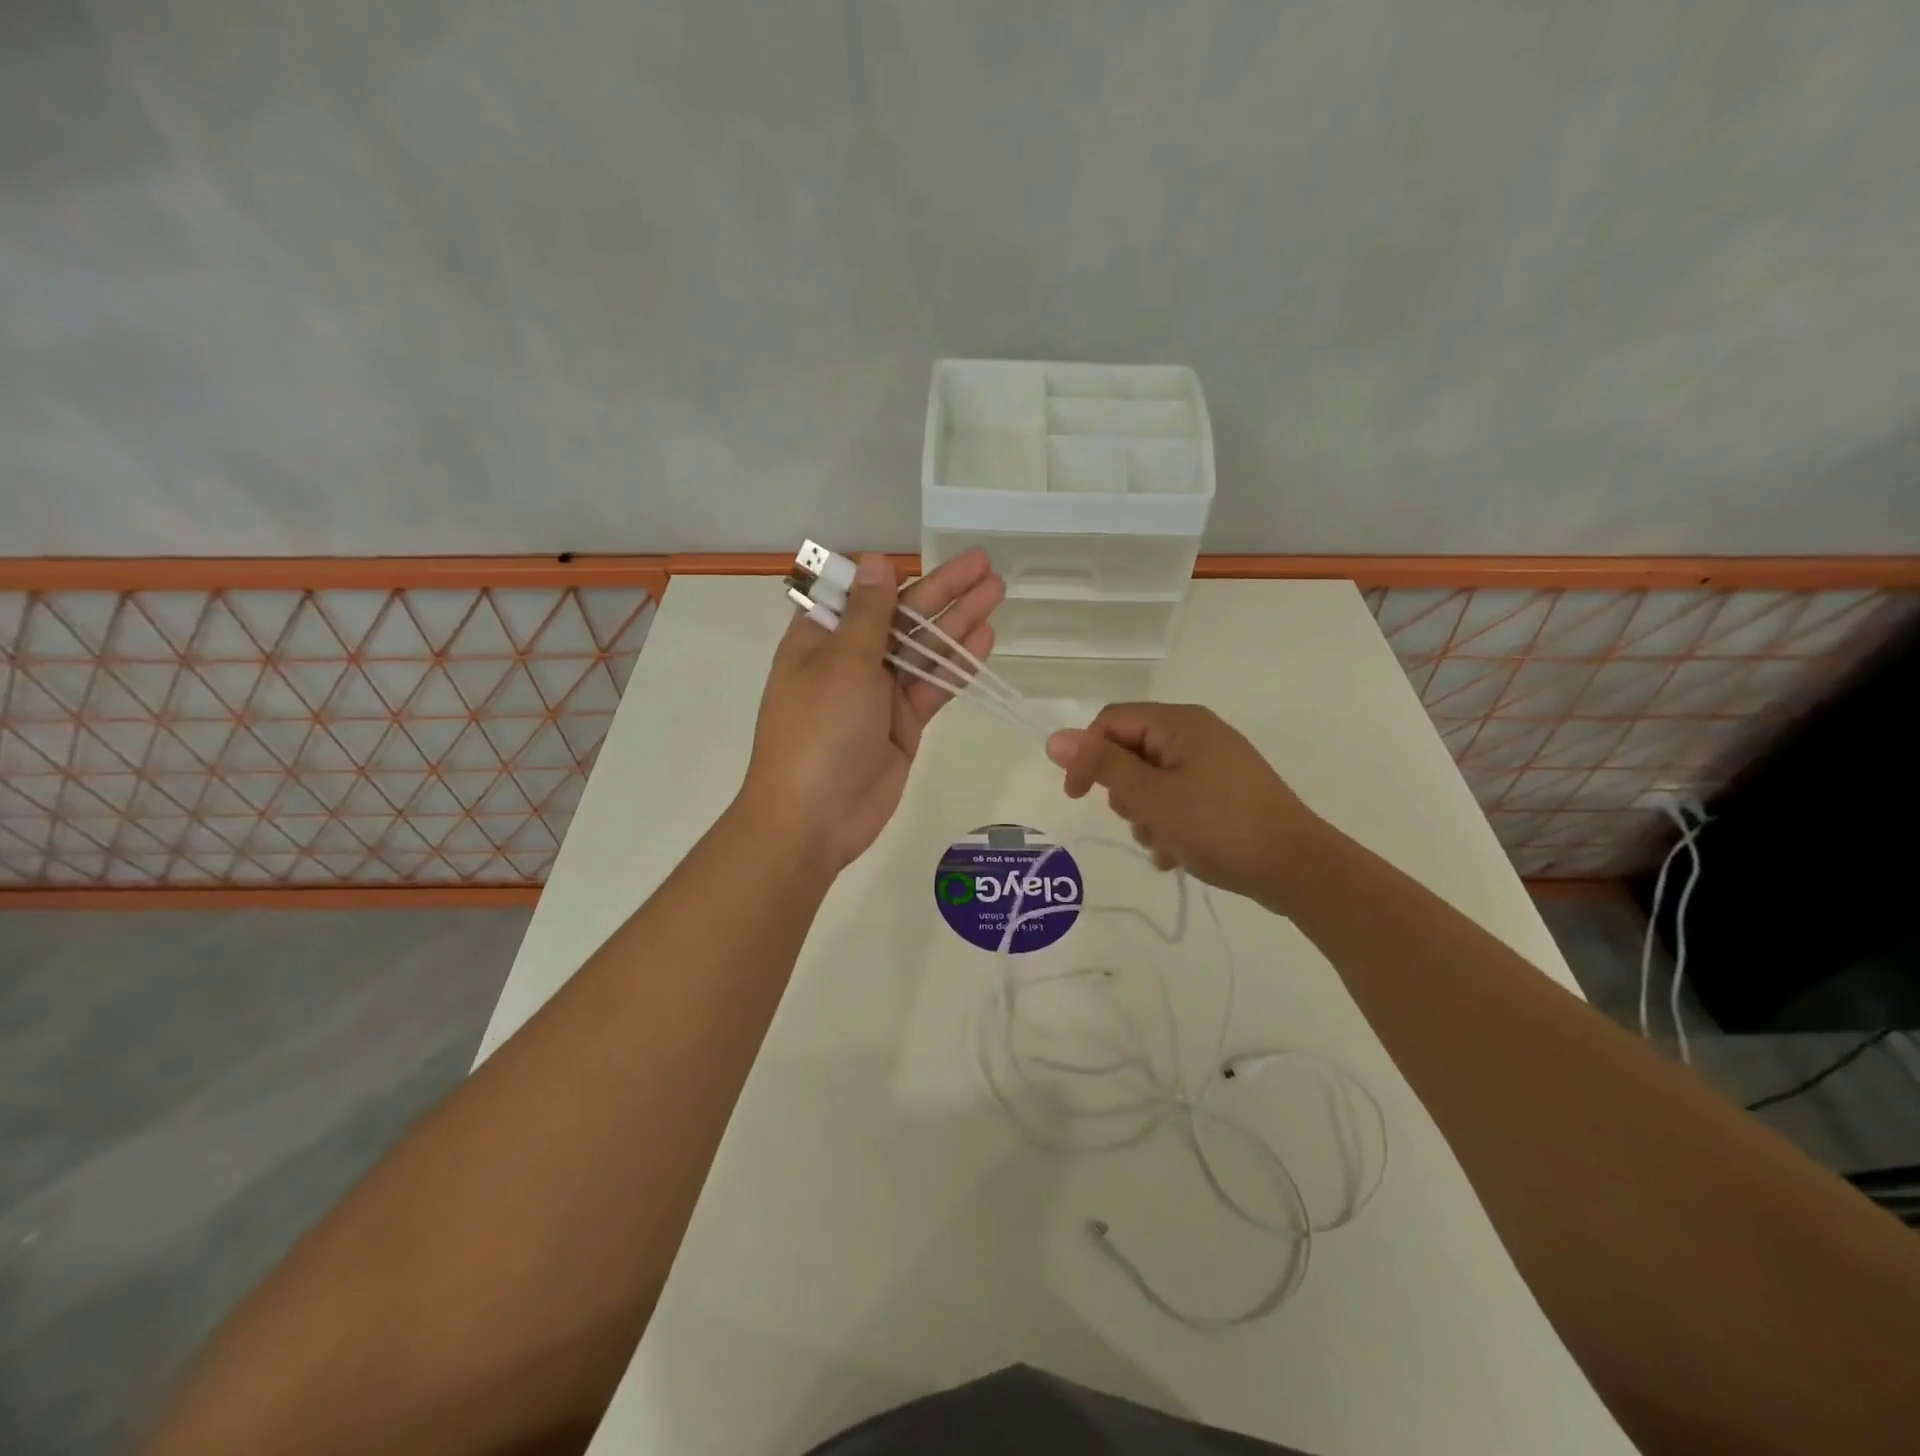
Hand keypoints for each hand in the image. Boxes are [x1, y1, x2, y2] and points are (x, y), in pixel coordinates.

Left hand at [741, 550, 1003, 869]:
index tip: (927, 557)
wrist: (815, 817)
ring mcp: (878, 695)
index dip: (893, 574)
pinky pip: (933, 687)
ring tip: (997, 591)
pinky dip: (958, 666)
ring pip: (923, 650)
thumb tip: (874, 560)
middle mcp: (849, 661)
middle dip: (942, 591)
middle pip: (901, 617)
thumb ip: (868, 613)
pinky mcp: (902, 725)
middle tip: (986, 564)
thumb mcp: (842, 663)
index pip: (859, 594)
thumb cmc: (819, 730)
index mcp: (820, 639)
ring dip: (958, 622)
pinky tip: (986, 639)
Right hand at [1046, 703, 1324, 912]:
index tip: (1076, 798)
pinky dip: (1170, 824)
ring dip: (1147, 816)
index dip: (1086, 755)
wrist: (1298, 868)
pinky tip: (1178, 855)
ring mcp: (1215, 764)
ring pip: (1153, 781)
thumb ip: (1102, 766)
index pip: (1111, 722)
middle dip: (1124, 793)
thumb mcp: (1152, 797)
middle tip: (1139, 821)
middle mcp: (1197, 734)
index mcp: (1179, 723)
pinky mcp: (1226, 793)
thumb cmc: (1219, 825)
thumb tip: (1055, 739)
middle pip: (1132, 752)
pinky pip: (1180, 799)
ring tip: (1165, 845)